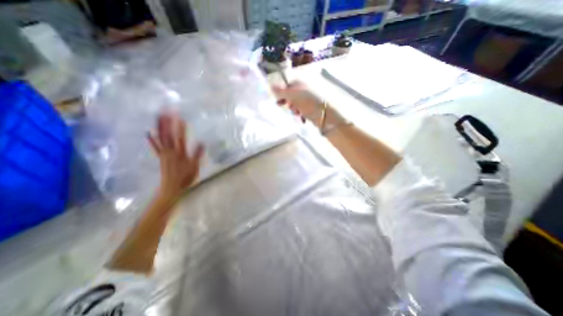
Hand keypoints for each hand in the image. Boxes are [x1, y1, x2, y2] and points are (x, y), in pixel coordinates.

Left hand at [147, 113, 204, 199]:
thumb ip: (197, 155)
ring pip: (161, 138)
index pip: (180, 138)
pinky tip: (148, 132)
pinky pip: (155, 147)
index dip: (180, 128)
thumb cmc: (185, 178)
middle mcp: (170, 151)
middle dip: (167, 122)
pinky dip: (151, 139)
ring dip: (159, 127)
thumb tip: (202, 142)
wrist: (171, 188)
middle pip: (168, 135)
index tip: (180, 117)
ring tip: (159, 116)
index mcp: (179, 153)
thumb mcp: (194, 167)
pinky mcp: (161, 157)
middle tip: (166, 111)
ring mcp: (164, 154)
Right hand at [274, 82, 347, 129]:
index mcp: (301, 84)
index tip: (278, 102)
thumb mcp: (293, 96)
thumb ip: (281, 91)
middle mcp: (305, 90)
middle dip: (288, 103)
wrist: (325, 116)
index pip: (287, 85)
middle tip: (289, 107)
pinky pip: (301, 111)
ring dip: (294, 110)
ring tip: (297, 113)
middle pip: (291, 95)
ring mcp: (309, 100)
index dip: (282, 93)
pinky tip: (302, 118)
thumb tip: (270, 86)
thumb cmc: (309, 103)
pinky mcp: (311, 109)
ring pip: (296, 104)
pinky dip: (300, 114)